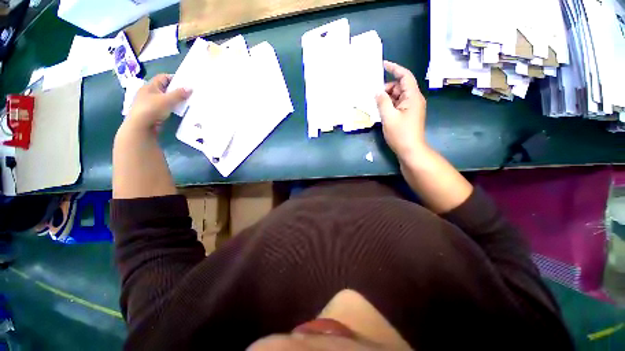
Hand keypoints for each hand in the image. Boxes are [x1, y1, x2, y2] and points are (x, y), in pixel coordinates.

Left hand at [126, 74, 191, 131]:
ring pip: (165, 98)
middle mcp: (149, 93)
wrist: (141, 126)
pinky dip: (172, 107)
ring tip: (187, 102)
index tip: (186, 83)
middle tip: (189, 93)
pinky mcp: (153, 113)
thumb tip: (190, 88)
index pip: (163, 77)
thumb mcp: (167, 100)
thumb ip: (179, 94)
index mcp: (150, 86)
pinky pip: (165, 107)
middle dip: (176, 90)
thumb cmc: (152, 109)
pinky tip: (179, 111)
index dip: (174, 78)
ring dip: (175, 100)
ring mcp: (150, 103)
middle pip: (165, 88)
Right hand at [376, 61, 427, 161]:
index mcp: (413, 96)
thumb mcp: (388, 117)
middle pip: (400, 87)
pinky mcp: (408, 115)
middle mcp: (414, 99)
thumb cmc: (400, 134)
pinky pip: (397, 105)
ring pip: (397, 97)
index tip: (383, 64)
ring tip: (375, 105)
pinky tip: (380, 111)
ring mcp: (411, 108)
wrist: (411, 151)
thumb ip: (382, 102)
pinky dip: (389, 106)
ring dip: (386, 99)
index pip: (405, 76)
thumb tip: (377, 91)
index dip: (394, 68)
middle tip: (373, 96)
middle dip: (386, 89)